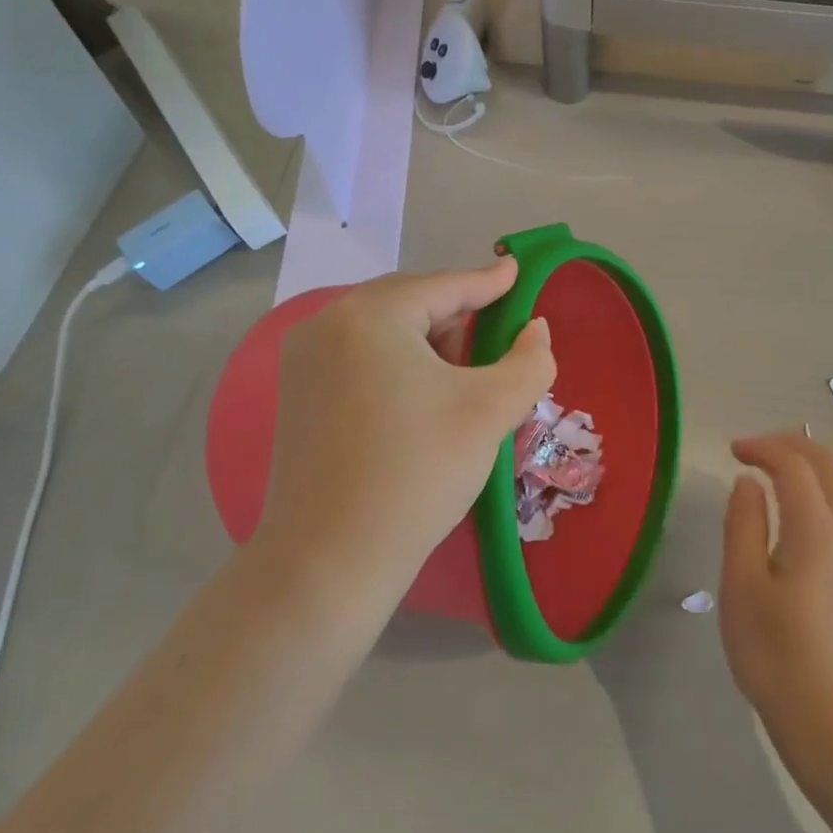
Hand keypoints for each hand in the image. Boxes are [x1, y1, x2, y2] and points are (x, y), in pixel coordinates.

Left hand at [254, 258, 554, 593]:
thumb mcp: (490, 411)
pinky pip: (360, 358)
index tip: (518, 272)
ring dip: (429, 345)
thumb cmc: (417, 472)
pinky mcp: (296, 395)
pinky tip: (420, 401)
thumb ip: (529, 361)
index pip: (444, 286)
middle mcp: (326, 324)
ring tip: (462, 382)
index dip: (489, 282)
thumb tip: (536, 330)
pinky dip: (398, 365)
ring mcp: (302, 360)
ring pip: (384, 332)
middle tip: (497, 343)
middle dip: (458, 320)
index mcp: (369, 315)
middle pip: (411, 304)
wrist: (329, 560)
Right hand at [720, 432, 832, 747]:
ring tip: (769, 472)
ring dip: (808, 464)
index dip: (762, 446)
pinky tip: (792, 510)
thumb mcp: (741, 585)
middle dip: (791, 444)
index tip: (731, 451)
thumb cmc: (774, 653)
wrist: (832, 718)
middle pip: (830, 463)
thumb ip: (743, 523)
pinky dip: (819, 488)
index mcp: (816, 529)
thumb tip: (749, 482)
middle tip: (753, 449)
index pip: (794, 464)